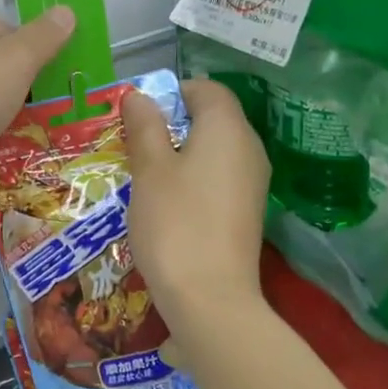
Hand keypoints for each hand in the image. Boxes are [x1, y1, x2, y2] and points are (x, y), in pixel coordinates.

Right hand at [124, 78, 270, 330]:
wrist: (211, 300)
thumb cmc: (175, 223)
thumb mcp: (150, 169)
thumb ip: (145, 126)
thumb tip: (140, 95)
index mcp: (228, 129)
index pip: (207, 89)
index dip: (172, 92)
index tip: (139, 115)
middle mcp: (249, 148)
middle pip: (212, 117)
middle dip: (172, 123)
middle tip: (135, 144)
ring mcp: (252, 182)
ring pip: (214, 149)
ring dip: (180, 152)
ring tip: (145, 174)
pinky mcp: (247, 211)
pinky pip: (219, 177)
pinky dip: (193, 178)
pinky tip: (167, 202)